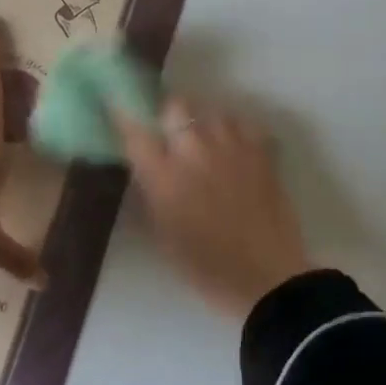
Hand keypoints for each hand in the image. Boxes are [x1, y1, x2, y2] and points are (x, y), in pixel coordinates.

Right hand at [116, 100, 313, 317]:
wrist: (265, 278)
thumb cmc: (205, 267)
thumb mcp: (163, 232)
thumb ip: (152, 191)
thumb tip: (146, 166)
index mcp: (164, 176)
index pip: (135, 131)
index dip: (125, 116)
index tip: (120, 109)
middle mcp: (194, 151)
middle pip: (174, 106)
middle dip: (168, 113)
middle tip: (169, 131)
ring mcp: (231, 147)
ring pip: (211, 110)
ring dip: (203, 121)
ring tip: (204, 140)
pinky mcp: (261, 153)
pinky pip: (243, 123)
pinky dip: (235, 129)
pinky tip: (234, 146)